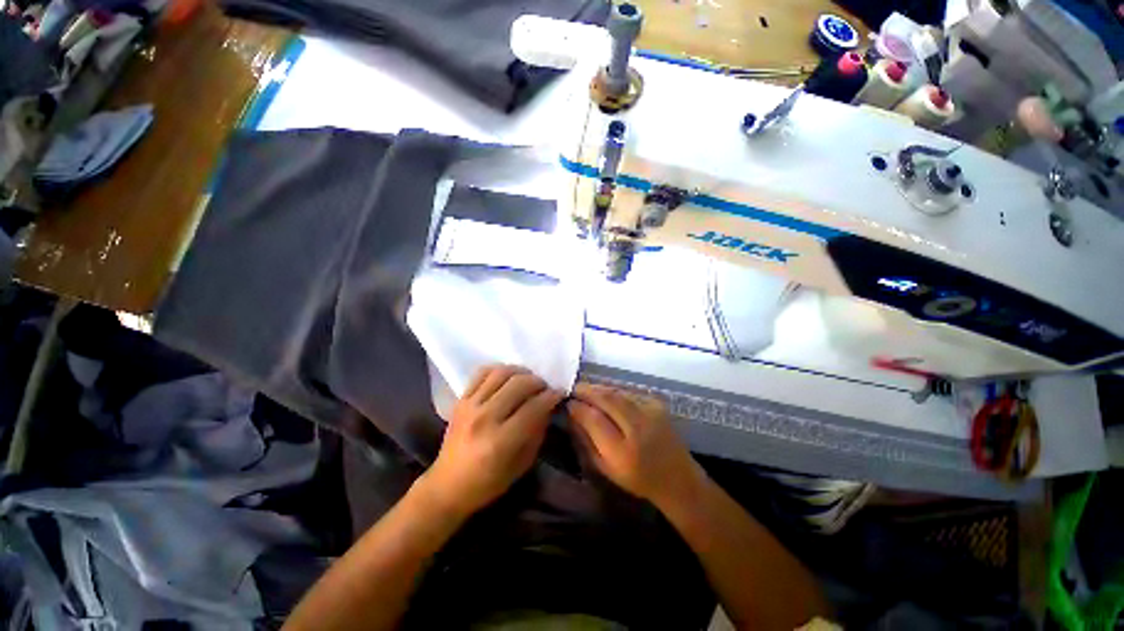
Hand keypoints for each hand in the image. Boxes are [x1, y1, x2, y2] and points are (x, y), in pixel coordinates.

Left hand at [423, 365, 563, 517]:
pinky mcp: (460, 400)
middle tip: (545, 388)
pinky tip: (507, 377)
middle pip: (519, 384)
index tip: (559, 393)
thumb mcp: (521, 465)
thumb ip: (537, 432)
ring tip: (528, 380)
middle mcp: (484, 418)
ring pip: (501, 373)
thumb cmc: (488, 483)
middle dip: (538, 382)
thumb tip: (548, 407)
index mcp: (500, 441)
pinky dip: (498, 370)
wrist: (447, 485)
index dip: (551, 396)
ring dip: (520, 372)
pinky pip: (481, 373)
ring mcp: (470, 406)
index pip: (533, 407)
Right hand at [567, 384, 704, 509]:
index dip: (578, 407)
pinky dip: (614, 391)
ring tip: (586, 389)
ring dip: (599, 389)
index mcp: (623, 452)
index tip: (567, 403)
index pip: (594, 419)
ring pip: (617, 392)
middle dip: (587, 391)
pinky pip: (628, 392)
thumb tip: (572, 415)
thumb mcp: (605, 468)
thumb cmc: (637, 479)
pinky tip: (605, 394)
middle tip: (573, 389)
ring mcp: (651, 412)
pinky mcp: (657, 403)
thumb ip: (586, 441)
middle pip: (607, 399)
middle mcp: (639, 427)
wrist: (677, 478)